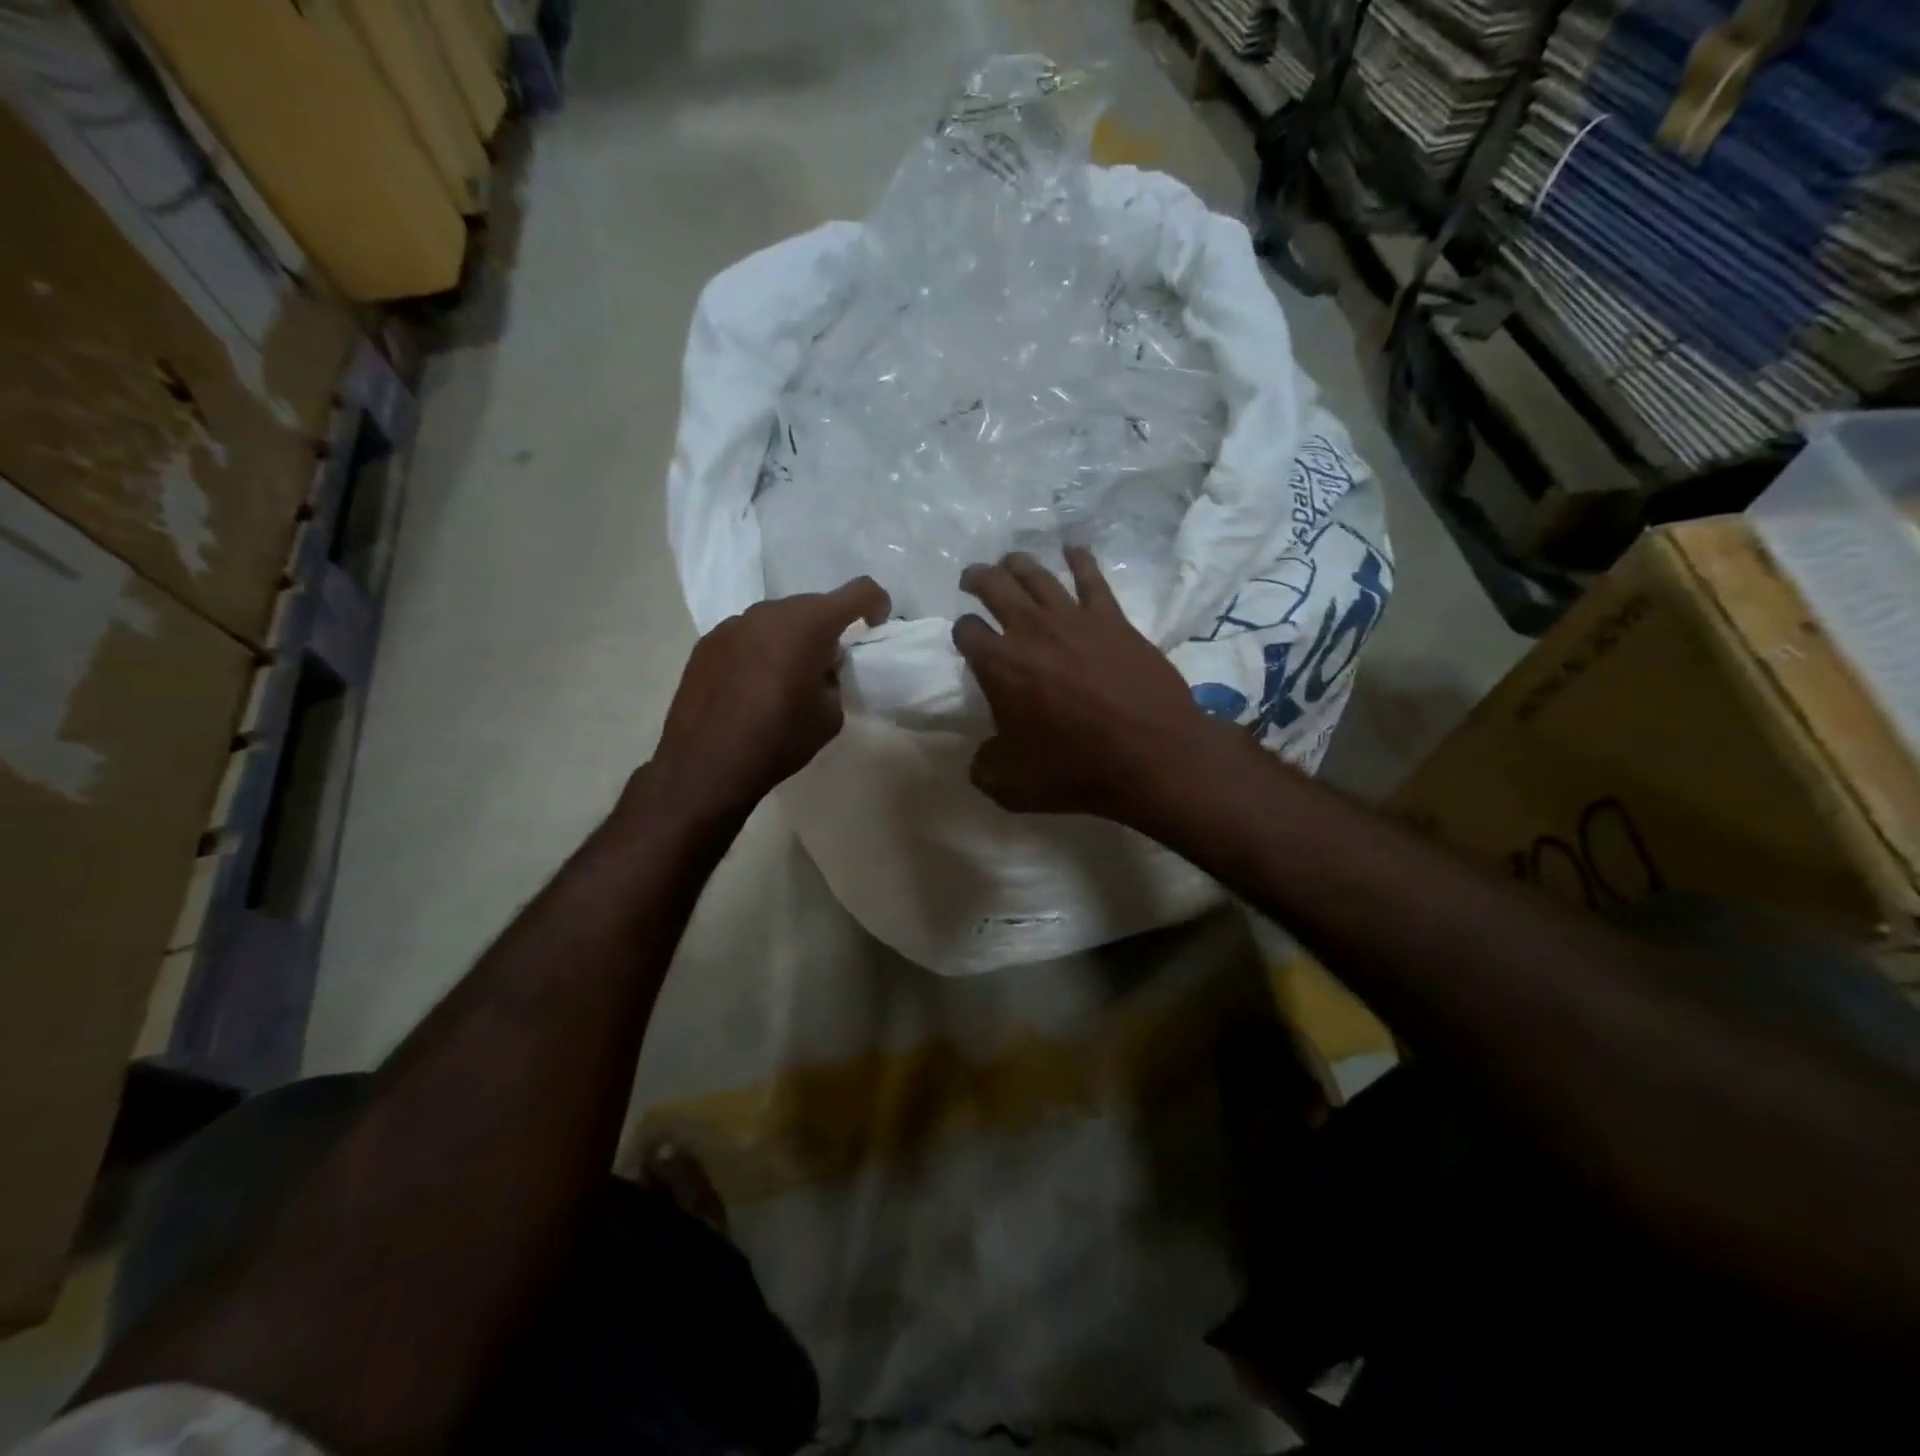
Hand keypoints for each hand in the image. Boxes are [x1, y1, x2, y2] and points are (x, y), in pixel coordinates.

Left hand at [653, 577, 890, 817]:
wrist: (706, 765)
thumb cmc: (779, 739)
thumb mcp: (829, 715)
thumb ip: (833, 679)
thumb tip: (819, 669)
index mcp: (809, 624)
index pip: (858, 592)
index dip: (876, 603)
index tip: (877, 625)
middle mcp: (770, 612)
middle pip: (812, 605)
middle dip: (828, 627)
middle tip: (828, 664)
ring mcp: (733, 624)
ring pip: (776, 620)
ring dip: (790, 638)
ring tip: (786, 677)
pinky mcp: (707, 642)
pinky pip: (747, 635)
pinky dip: (759, 650)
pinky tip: (751, 686)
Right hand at [952, 548, 1212, 820]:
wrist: (1151, 754)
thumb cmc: (1076, 768)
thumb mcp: (1011, 785)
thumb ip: (984, 766)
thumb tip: (982, 755)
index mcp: (998, 665)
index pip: (967, 630)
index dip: (963, 632)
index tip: (968, 639)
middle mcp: (1029, 630)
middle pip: (994, 586)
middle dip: (977, 578)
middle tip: (973, 578)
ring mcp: (1073, 618)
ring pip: (1037, 574)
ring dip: (1018, 563)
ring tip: (1010, 561)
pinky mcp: (1112, 618)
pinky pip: (1091, 577)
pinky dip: (1079, 559)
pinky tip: (1073, 550)